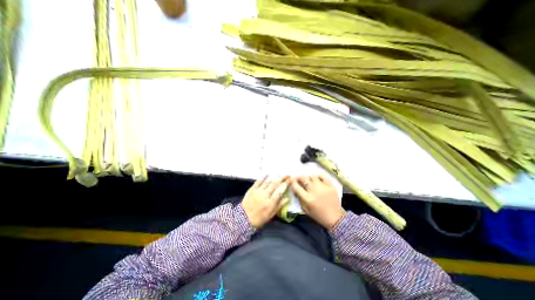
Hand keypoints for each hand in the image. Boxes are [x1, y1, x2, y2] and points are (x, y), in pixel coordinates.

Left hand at [242, 176, 290, 226]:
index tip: (289, 180)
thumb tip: (287, 198)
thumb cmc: (259, 218)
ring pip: (268, 182)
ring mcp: (258, 191)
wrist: (243, 219)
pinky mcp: (252, 189)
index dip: (285, 185)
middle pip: (275, 184)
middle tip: (287, 175)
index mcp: (270, 203)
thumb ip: (279, 206)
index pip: (280, 191)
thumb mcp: (271, 215)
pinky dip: (264, 177)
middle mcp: (265, 195)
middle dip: (282, 178)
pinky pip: (258, 181)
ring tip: (279, 175)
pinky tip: (268, 173)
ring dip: (274, 178)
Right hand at [291, 176, 344, 229]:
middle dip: (299, 177)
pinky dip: (318, 176)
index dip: (292, 182)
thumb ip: (300, 200)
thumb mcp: (306, 210)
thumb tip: (296, 190)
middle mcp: (314, 191)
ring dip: (308, 177)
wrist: (335, 218)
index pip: (296, 187)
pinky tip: (317, 178)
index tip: (291, 181)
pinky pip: (323, 176)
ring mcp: (323, 187)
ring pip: (312, 176)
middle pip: (304, 179)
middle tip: (298, 179)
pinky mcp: (330, 186)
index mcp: (307, 198)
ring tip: (308, 179)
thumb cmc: (319, 216)